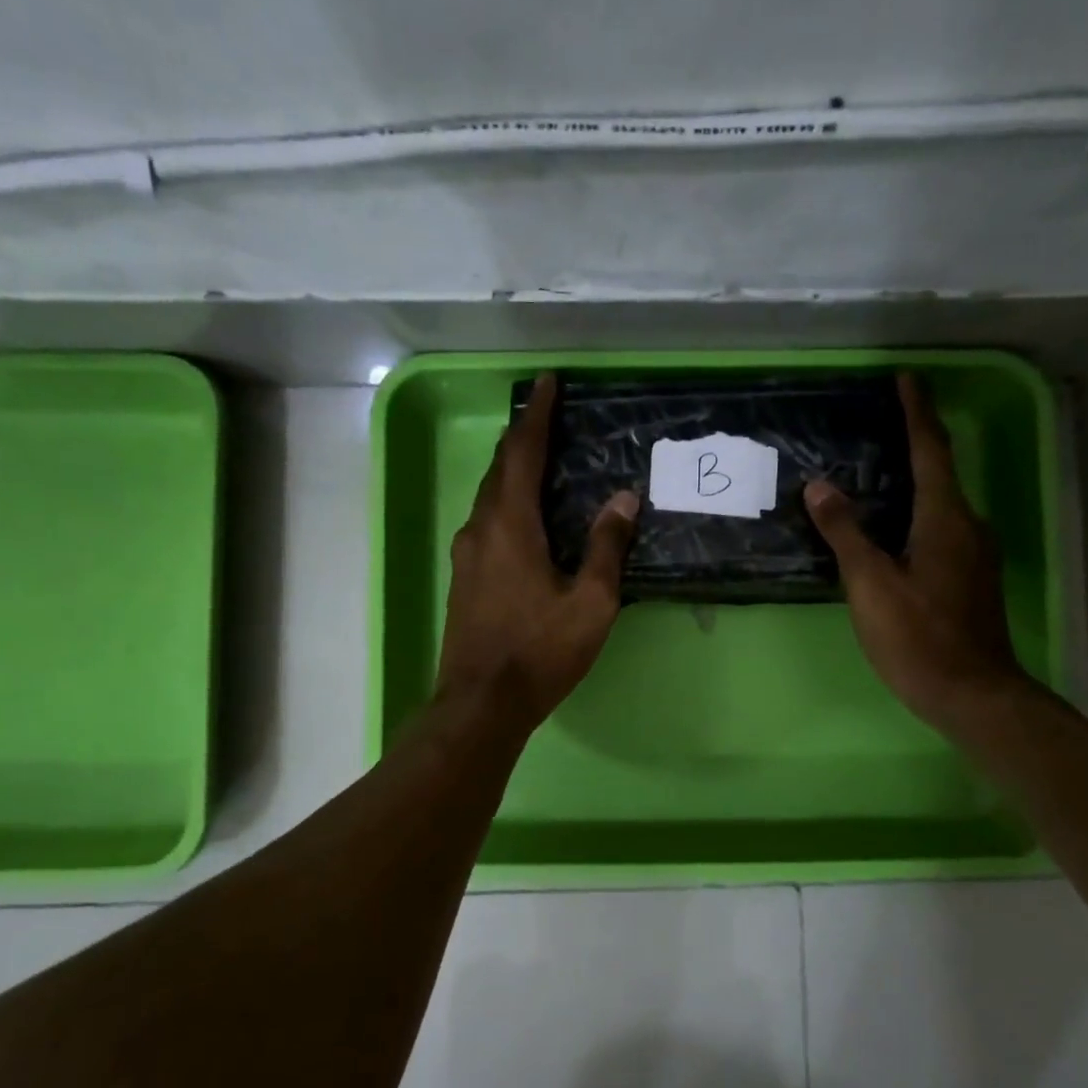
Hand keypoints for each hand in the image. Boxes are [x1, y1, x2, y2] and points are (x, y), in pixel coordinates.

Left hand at [436, 372, 639, 730]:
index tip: (547, 384)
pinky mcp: (463, 578)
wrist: (481, 703)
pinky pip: (485, 523)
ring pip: (488, 497)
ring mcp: (465, 555)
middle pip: (500, 470)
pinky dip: (505, 503)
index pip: (523, 454)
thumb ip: (606, 547)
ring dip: (512, 472)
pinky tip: (523, 517)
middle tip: (547, 418)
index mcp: (510, 525)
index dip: (537, 416)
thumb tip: (624, 499)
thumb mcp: (590, 603)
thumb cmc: (540, 652)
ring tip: (539, 461)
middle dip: (522, 438)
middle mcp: (480, 529)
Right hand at [803, 371, 1025, 731]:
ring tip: (881, 471)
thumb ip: (846, 533)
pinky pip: (942, 528)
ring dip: (916, 480)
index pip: (930, 450)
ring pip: (942, 503)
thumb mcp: (871, 584)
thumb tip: (820, 486)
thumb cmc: (918, 637)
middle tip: (882, 423)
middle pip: (940, 472)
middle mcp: (968, 526)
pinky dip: (918, 512)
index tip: (906, 379)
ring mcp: (974, 554)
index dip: (916, 413)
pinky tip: (894, 527)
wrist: (972, 694)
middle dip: (915, 442)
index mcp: (945, 518)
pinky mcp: (970, 579)